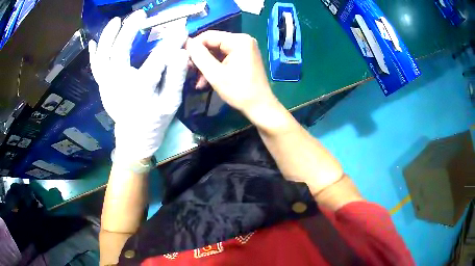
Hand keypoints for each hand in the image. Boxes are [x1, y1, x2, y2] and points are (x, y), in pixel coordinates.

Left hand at [89, 10, 188, 161]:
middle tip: (140, 15)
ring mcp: (107, 85)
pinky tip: (93, 42)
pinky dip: (94, 54)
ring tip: (116, 21)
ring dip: (107, 37)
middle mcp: (119, 85)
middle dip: (129, 31)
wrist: (134, 138)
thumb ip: (176, 77)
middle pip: (119, 53)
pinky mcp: (102, 87)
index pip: (156, 60)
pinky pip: (95, 68)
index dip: (169, 42)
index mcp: (140, 90)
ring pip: (102, 58)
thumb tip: (181, 52)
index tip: (180, 29)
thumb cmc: (154, 120)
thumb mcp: (171, 103)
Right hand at [186, 31, 277, 116]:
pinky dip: (215, 67)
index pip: (209, 36)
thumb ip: (199, 56)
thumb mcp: (215, 74)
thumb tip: (187, 42)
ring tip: (196, 80)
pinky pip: (224, 58)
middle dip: (200, 58)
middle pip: (213, 43)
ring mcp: (245, 49)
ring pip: (217, 52)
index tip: (183, 59)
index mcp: (239, 40)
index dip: (194, 46)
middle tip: (189, 70)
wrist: (260, 107)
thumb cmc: (239, 91)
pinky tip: (205, 81)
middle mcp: (243, 40)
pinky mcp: (244, 57)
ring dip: (206, 65)